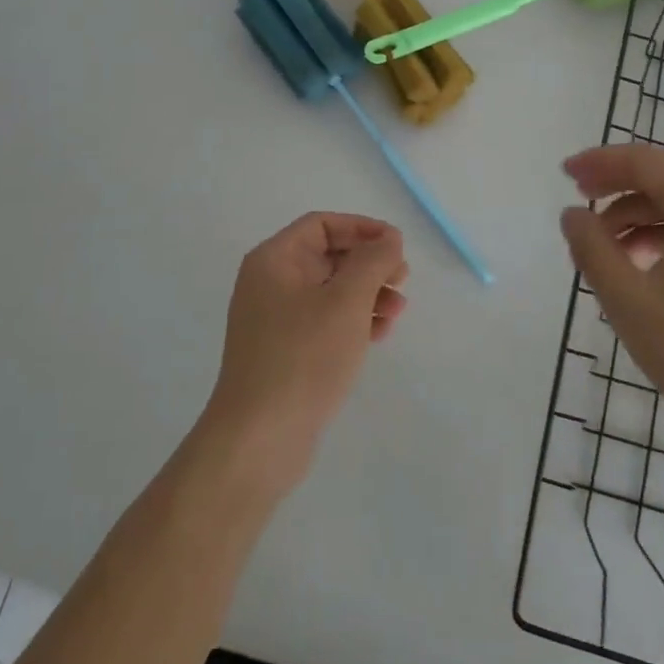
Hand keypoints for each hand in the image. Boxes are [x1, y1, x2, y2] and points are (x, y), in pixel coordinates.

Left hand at [198, 212, 408, 496]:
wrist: (260, 438)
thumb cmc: (303, 357)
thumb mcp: (346, 301)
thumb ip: (372, 261)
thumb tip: (388, 239)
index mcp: (274, 260)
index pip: (322, 225)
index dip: (362, 228)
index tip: (397, 245)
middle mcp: (270, 283)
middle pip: (328, 256)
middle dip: (369, 264)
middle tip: (403, 279)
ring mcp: (275, 320)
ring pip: (331, 291)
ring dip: (368, 294)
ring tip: (398, 311)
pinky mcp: (285, 352)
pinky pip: (325, 321)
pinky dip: (353, 321)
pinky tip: (379, 335)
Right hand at [559, 145, 663, 453]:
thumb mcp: (629, 299)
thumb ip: (593, 248)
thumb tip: (573, 214)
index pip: (646, 162)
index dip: (600, 162)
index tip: (564, 174)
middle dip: (617, 188)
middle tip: (578, 205)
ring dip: (638, 218)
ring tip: (605, 250)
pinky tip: (643, 269)